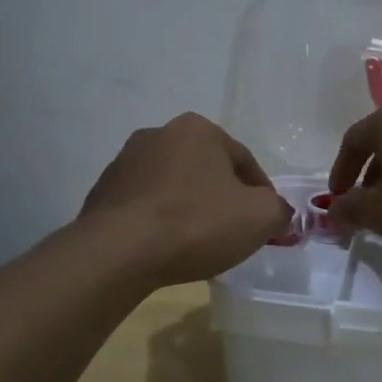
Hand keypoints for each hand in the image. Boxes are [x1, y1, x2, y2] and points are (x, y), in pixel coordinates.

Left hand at [80, 113, 291, 285]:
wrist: (117, 254)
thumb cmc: (196, 224)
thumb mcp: (260, 217)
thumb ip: (279, 210)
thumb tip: (278, 214)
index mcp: (198, 128)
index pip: (245, 161)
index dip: (262, 194)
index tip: (266, 223)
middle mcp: (159, 134)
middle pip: (207, 171)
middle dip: (223, 198)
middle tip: (234, 232)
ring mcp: (125, 162)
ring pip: (175, 187)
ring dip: (190, 208)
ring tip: (199, 243)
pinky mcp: (102, 193)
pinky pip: (146, 206)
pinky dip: (160, 221)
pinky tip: (167, 247)